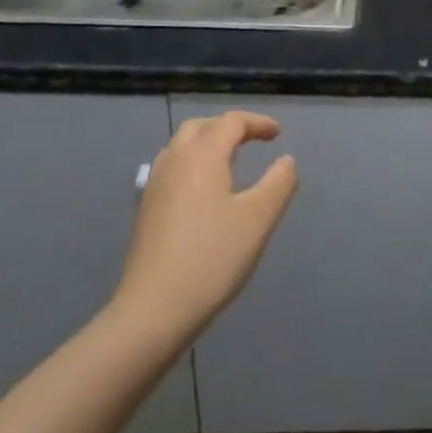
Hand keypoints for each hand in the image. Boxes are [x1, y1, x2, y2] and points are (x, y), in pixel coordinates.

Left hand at [110, 111, 297, 348]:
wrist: (153, 310)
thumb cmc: (213, 257)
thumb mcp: (259, 218)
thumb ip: (279, 183)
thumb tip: (286, 161)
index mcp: (202, 156)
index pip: (231, 122)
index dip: (257, 123)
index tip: (278, 135)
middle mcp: (174, 161)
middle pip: (200, 127)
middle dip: (228, 127)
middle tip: (252, 141)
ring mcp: (154, 186)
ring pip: (180, 147)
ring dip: (207, 144)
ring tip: (231, 162)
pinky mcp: (145, 210)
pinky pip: (171, 169)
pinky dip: (193, 164)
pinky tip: (205, 192)